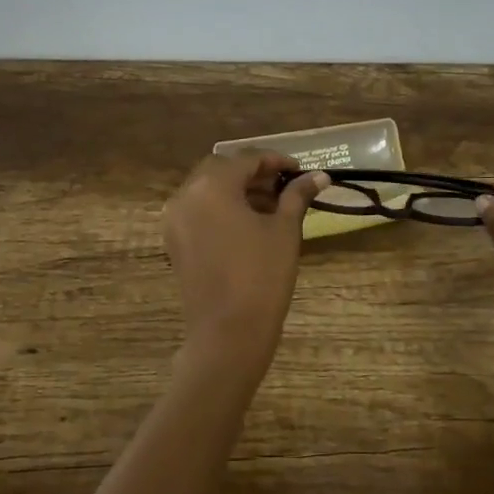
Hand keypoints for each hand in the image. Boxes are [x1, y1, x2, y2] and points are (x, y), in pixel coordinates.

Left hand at [163, 152, 327, 374]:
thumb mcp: (284, 230)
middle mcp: (186, 195)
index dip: (276, 161)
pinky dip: (221, 208)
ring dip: (237, 190)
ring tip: (271, 207)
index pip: (246, 159)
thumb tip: (319, 176)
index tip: (301, 171)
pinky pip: (198, 211)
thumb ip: (297, 196)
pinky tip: (248, 225)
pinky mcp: (174, 242)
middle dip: (253, 173)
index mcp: (212, 186)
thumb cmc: (262, 276)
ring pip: (207, 190)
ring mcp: (175, 220)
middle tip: (284, 186)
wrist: (228, 333)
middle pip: (221, 169)